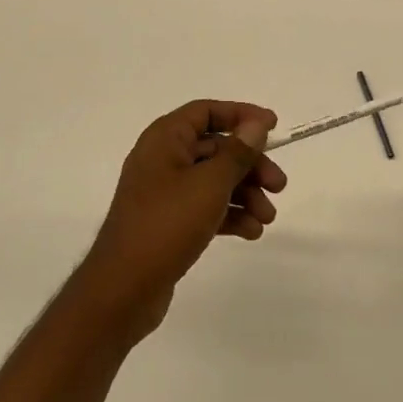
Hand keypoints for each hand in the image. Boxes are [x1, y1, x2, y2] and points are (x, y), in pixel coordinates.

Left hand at [76, 100, 286, 339]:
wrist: (123, 290)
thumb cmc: (167, 224)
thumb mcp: (210, 184)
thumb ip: (237, 152)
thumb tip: (256, 124)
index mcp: (165, 139)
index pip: (206, 112)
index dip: (241, 115)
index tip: (273, 126)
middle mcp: (162, 159)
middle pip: (216, 148)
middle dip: (250, 165)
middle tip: (279, 186)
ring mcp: (164, 193)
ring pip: (214, 180)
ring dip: (245, 194)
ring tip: (267, 218)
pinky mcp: (168, 222)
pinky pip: (205, 207)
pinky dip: (229, 215)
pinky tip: (252, 232)